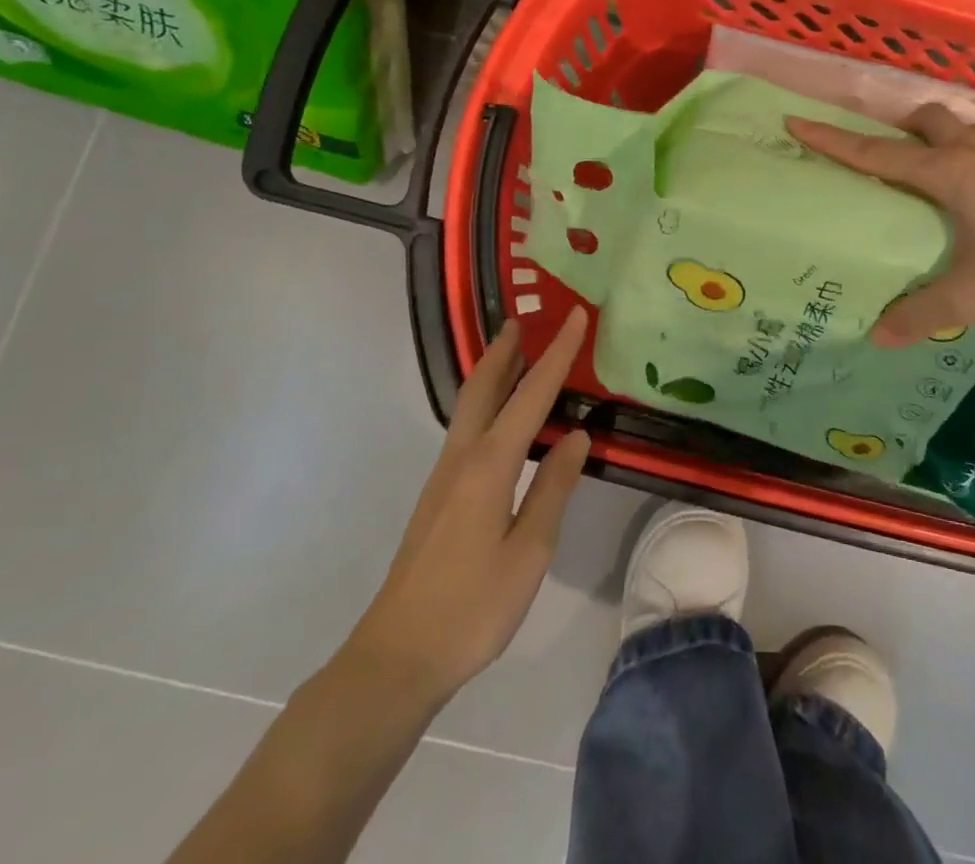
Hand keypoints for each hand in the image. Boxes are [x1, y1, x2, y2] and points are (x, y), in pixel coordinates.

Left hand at [342, 311, 591, 701]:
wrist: (397, 658)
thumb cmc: (472, 607)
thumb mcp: (530, 551)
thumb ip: (554, 487)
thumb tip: (577, 435)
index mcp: (490, 465)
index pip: (532, 395)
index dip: (557, 354)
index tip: (577, 316)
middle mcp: (462, 457)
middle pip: (484, 387)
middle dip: (507, 350)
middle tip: (526, 319)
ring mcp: (444, 476)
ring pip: (471, 406)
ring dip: (494, 372)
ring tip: (517, 353)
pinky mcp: (439, 496)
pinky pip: (468, 428)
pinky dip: (487, 402)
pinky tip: (502, 417)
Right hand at [786, 105, 974, 344]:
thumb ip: (923, 313)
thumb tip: (877, 336)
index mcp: (952, 174)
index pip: (878, 154)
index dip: (834, 140)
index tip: (797, 121)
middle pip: (927, 120)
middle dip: (897, 127)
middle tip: (881, 153)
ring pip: (963, 130)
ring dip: (936, 138)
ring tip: (926, 171)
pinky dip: (970, 158)